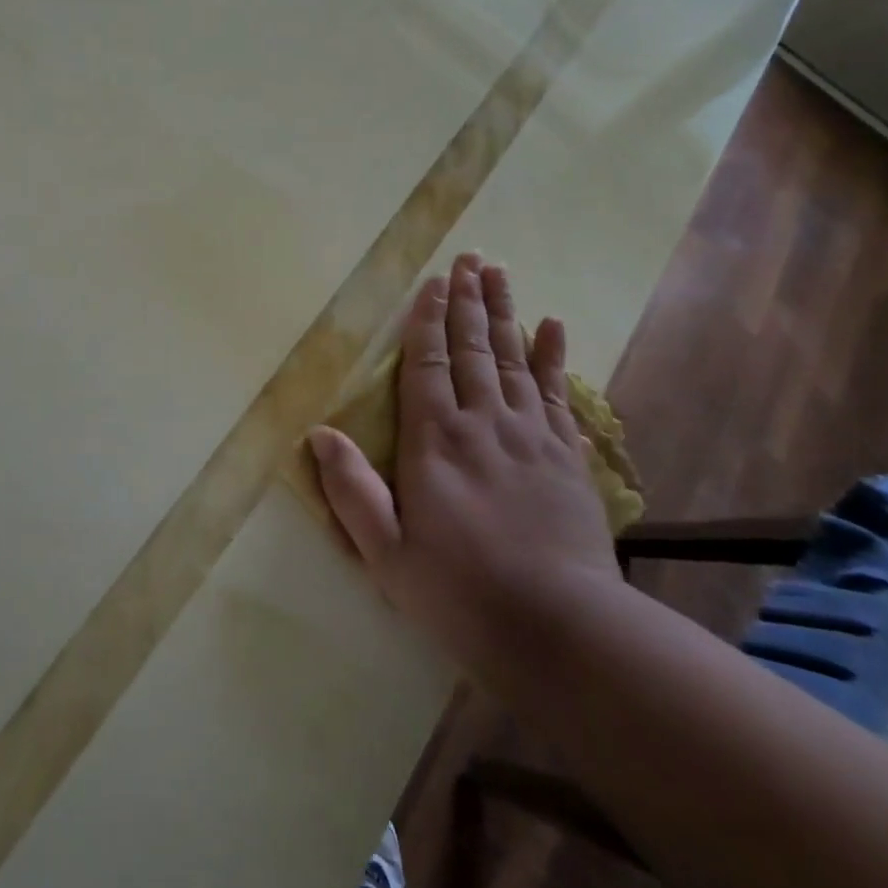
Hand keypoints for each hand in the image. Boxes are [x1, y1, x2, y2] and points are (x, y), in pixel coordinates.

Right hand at [309, 253, 622, 679]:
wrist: (561, 629)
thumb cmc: (460, 594)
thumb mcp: (386, 554)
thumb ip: (352, 490)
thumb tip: (320, 433)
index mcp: (435, 441)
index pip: (426, 365)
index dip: (427, 321)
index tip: (433, 283)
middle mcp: (483, 423)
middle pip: (473, 348)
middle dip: (468, 300)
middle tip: (470, 257)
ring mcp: (531, 435)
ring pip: (514, 358)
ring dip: (505, 312)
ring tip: (499, 273)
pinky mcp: (568, 455)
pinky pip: (559, 393)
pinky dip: (554, 356)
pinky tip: (552, 325)